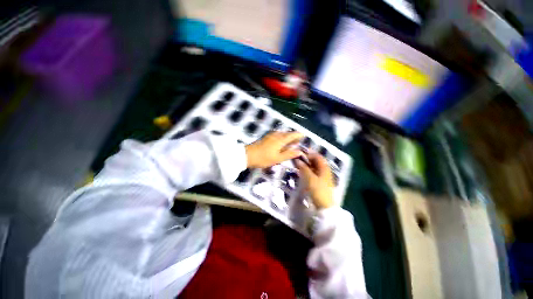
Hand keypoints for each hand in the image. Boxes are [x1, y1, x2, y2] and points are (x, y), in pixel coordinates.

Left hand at [245, 131, 303, 167]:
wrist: (247, 155)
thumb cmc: (264, 158)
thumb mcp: (278, 158)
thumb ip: (289, 154)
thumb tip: (300, 151)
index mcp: (280, 139)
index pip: (292, 135)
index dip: (299, 135)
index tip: (304, 135)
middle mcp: (276, 135)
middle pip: (287, 134)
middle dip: (293, 136)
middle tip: (299, 140)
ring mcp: (270, 135)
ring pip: (282, 134)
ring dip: (287, 137)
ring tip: (291, 142)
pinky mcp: (266, 137)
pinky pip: (277, 135)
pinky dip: (282, 138)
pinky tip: (281, 142)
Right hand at [295, 153, 334, 209]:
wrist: (324, 207)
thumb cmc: (318, 190)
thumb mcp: (310, 178)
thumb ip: (304, 168)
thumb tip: (297, 160)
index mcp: (324, 168)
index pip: (317, 156)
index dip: (309, 154)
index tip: (299, 154)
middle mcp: (325, 171)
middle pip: (316, 162)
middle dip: (307, 159)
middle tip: (297, 160)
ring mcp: (323, 177)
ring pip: (314, 168)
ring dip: (306, 165)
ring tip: (297, 165)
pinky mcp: (320, 183)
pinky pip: (313, 173)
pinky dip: (307, 171)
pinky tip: (301, 173)